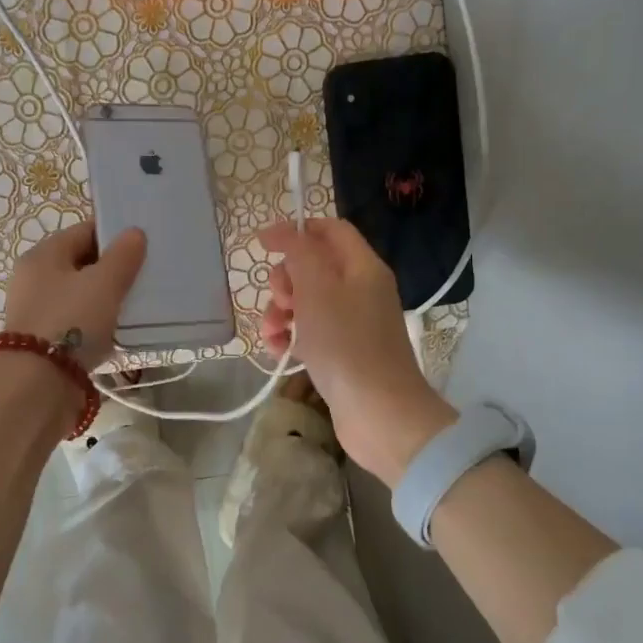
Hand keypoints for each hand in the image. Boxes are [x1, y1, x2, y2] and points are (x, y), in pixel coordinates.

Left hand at [4, 221, 146, 371]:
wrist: (37, 387)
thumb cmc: (71, 323)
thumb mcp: (103, 284)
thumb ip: (122, 256)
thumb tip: (134, 232)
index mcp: (43, 256)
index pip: (84, 232)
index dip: (115, 234)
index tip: (145, 245)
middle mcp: (35, 280)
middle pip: (82, 264)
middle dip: (114, 269)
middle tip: (147, 275)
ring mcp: (39, 312)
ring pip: (82, 296)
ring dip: (108, 300)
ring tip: (140, 305)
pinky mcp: (46, 343)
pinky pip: (79, 324)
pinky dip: (99, 326)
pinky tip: (121, 333)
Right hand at [257, 218, 456, 484]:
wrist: (378, 413)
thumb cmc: (345, 344)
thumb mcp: (317, 288)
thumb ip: (298, 252)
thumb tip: (281, 229)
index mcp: (362, 267)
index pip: (330, 230)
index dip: (296, 230)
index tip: (263, 244)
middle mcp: (360, 290)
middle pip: (313, 267)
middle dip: (285, 280)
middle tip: (280, 300)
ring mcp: (352, 324)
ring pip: (306, 302)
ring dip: (280, 312)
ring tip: (271, 333)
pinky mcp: (342, 353)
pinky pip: (309, 332)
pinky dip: (290, 337)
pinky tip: (277, 350)